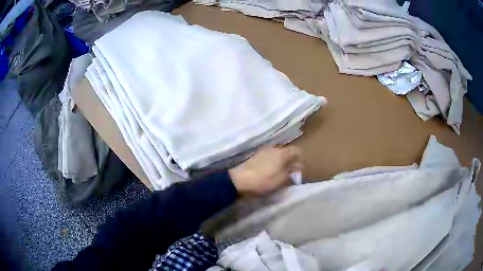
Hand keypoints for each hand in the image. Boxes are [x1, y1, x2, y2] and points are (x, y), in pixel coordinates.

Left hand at [229, 146, 302, 195]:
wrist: (239, 181)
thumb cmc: (263, 181)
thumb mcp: (281, 180)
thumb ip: (291, 173)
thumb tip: (295, 169)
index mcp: (282, 152)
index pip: (297, 151)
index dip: (300, 160)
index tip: (300, 170)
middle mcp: (274, 148)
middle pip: (287, 152)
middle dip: (291, 161)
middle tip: (291, 173)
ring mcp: (263, 151)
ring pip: (278, 155)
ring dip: (281, 162)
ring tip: (281, 174)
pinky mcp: (256, 156)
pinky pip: (270, 157)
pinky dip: (273, 163)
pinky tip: (270, 172)